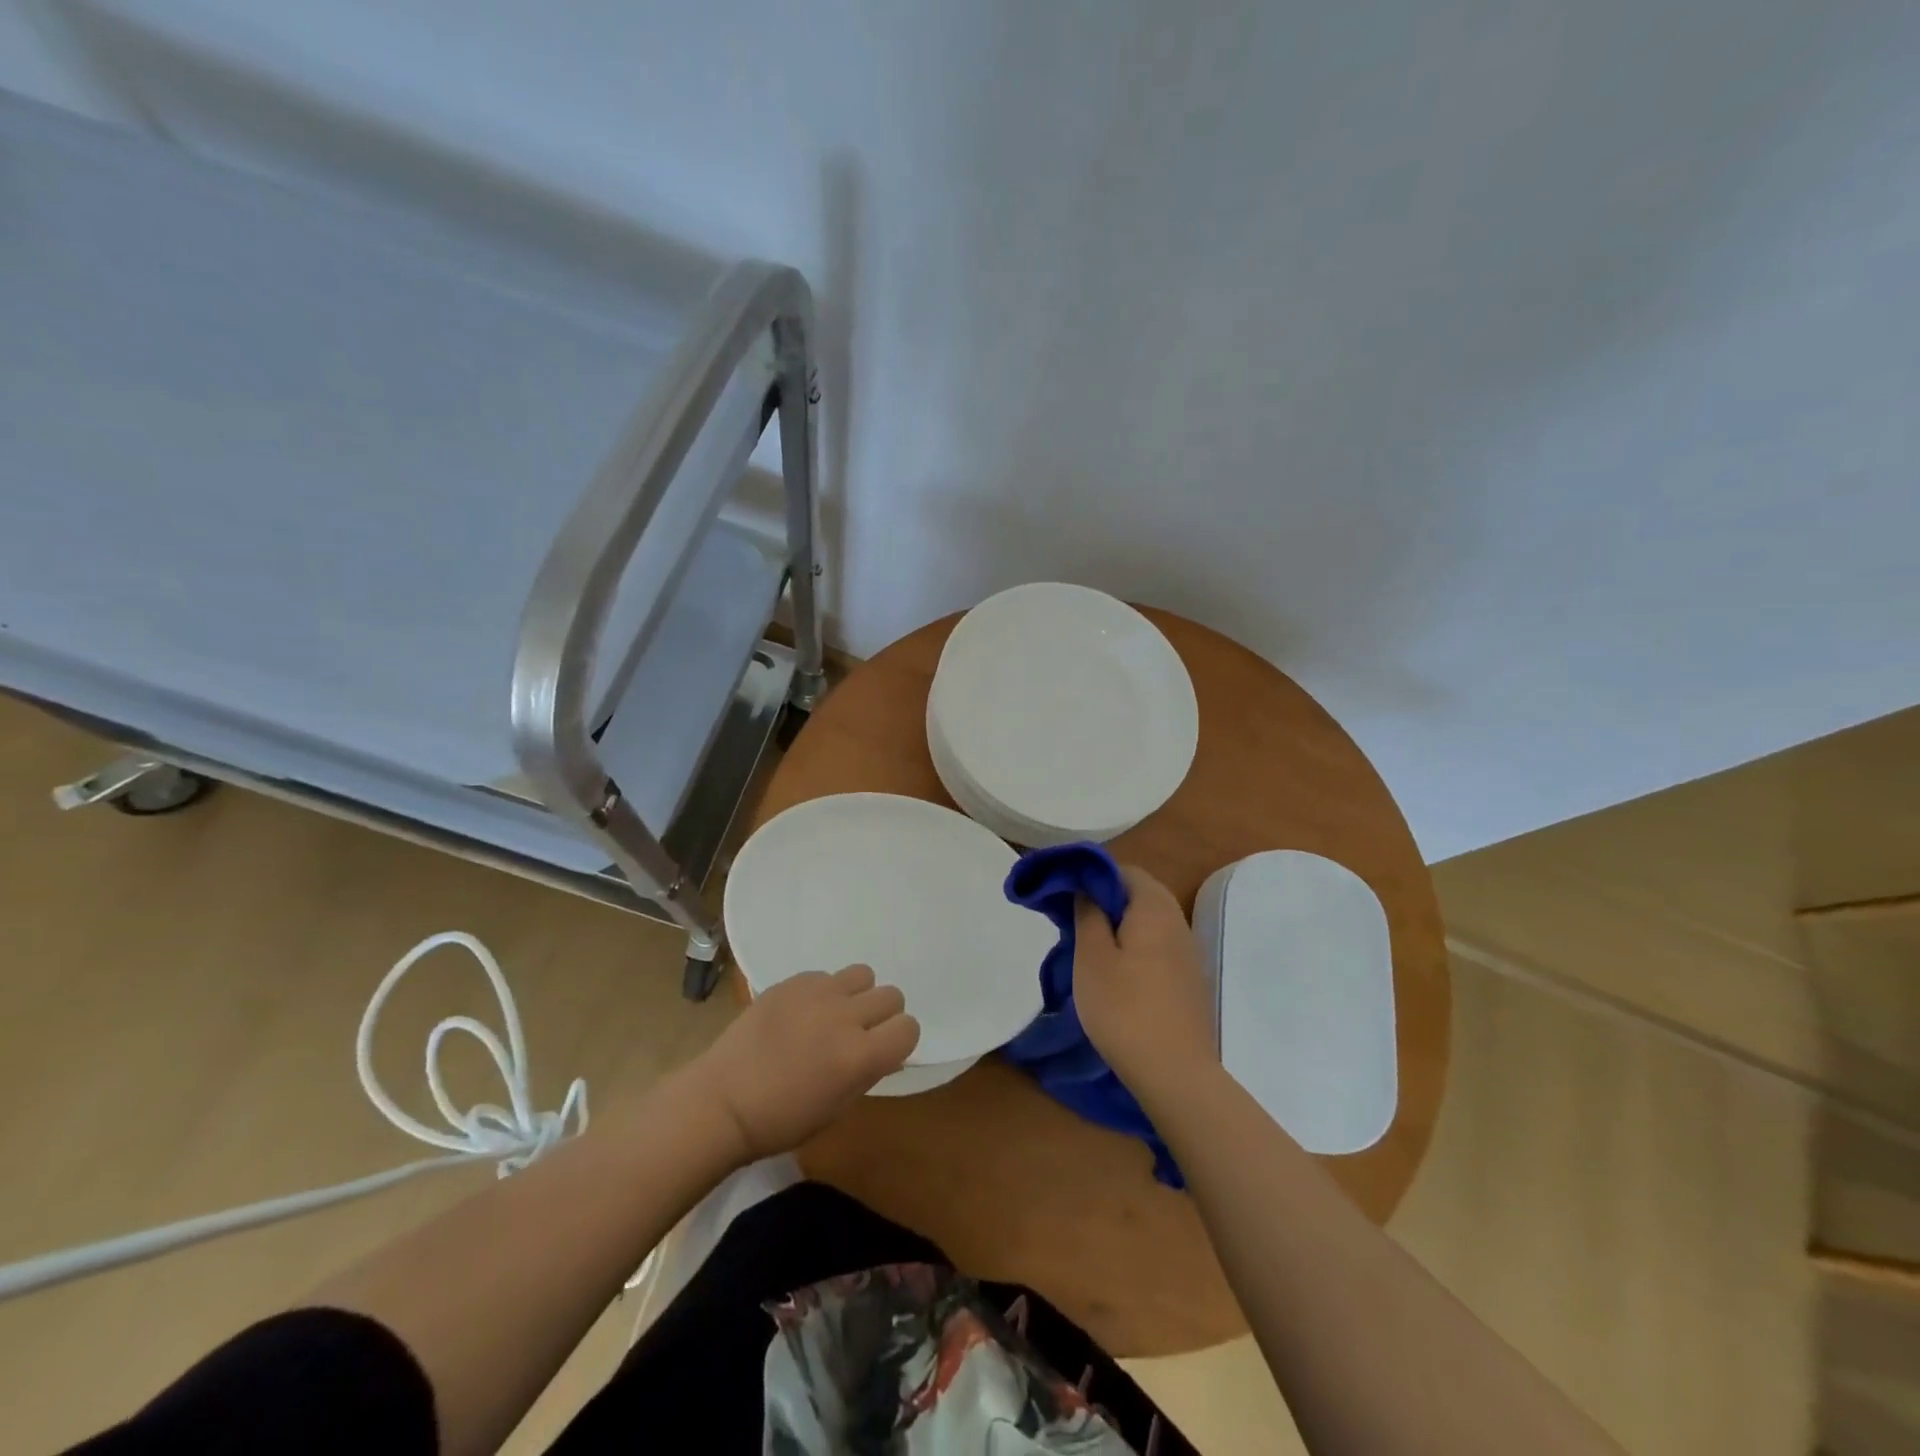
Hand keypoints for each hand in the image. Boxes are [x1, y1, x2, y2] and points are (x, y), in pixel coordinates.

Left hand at [690, 965, 919, 1162]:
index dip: (899, 1040)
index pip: (908, 1028)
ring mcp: (818, 993)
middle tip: (858, 1034)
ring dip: (856, 995)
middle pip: (892, 996)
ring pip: (863, 975)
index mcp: (860, 1057)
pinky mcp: (792, 982)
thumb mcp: (837, 1108)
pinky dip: (823, 992)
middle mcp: (845, 1017)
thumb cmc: (781, 1120)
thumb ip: (868, 1072)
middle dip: (881, 1016)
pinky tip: (801, 1013)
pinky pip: (826, 975)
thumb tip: (888, 1051)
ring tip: (833, 1015)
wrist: (722, 1101)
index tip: (882, 1051)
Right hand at [1073, 866, 1216, 1100]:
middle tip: (1072, 922)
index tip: (1064, 895)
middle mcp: (1177, 920)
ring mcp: (1188, 951)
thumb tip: (1086, 887)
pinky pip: (1158, 945)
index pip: (1123, 870)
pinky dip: (1135, 946)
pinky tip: (1116, 973)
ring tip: (1089, 949)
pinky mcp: (1189, 978)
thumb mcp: (1092, 958)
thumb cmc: (1124, 1008)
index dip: (1091, 876)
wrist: (1176, 1073)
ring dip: (1119, 925)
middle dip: (1104, 901)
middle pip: (1138, 893)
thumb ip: (1088, 914)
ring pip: (1148, 921)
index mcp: (1154, 906)